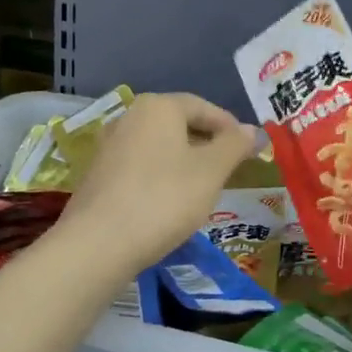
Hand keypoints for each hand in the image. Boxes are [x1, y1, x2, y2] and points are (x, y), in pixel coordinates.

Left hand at [54, 92, 257, 274]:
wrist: (99, 243)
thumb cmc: (164, 198)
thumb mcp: (211, 171)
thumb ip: (235, 146)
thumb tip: (254, 130)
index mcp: (158, 107)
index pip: (203, 107)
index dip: (230, 126)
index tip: (249, 149)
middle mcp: (129, 117)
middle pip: (178, 124)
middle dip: (207, 143)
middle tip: (230, 168)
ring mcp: (109, 146)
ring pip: (159, 146)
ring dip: (184, 161)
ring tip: (204, 187)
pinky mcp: (98, 175)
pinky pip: (140, 166)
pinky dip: (161, 176)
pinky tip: (170, 202)